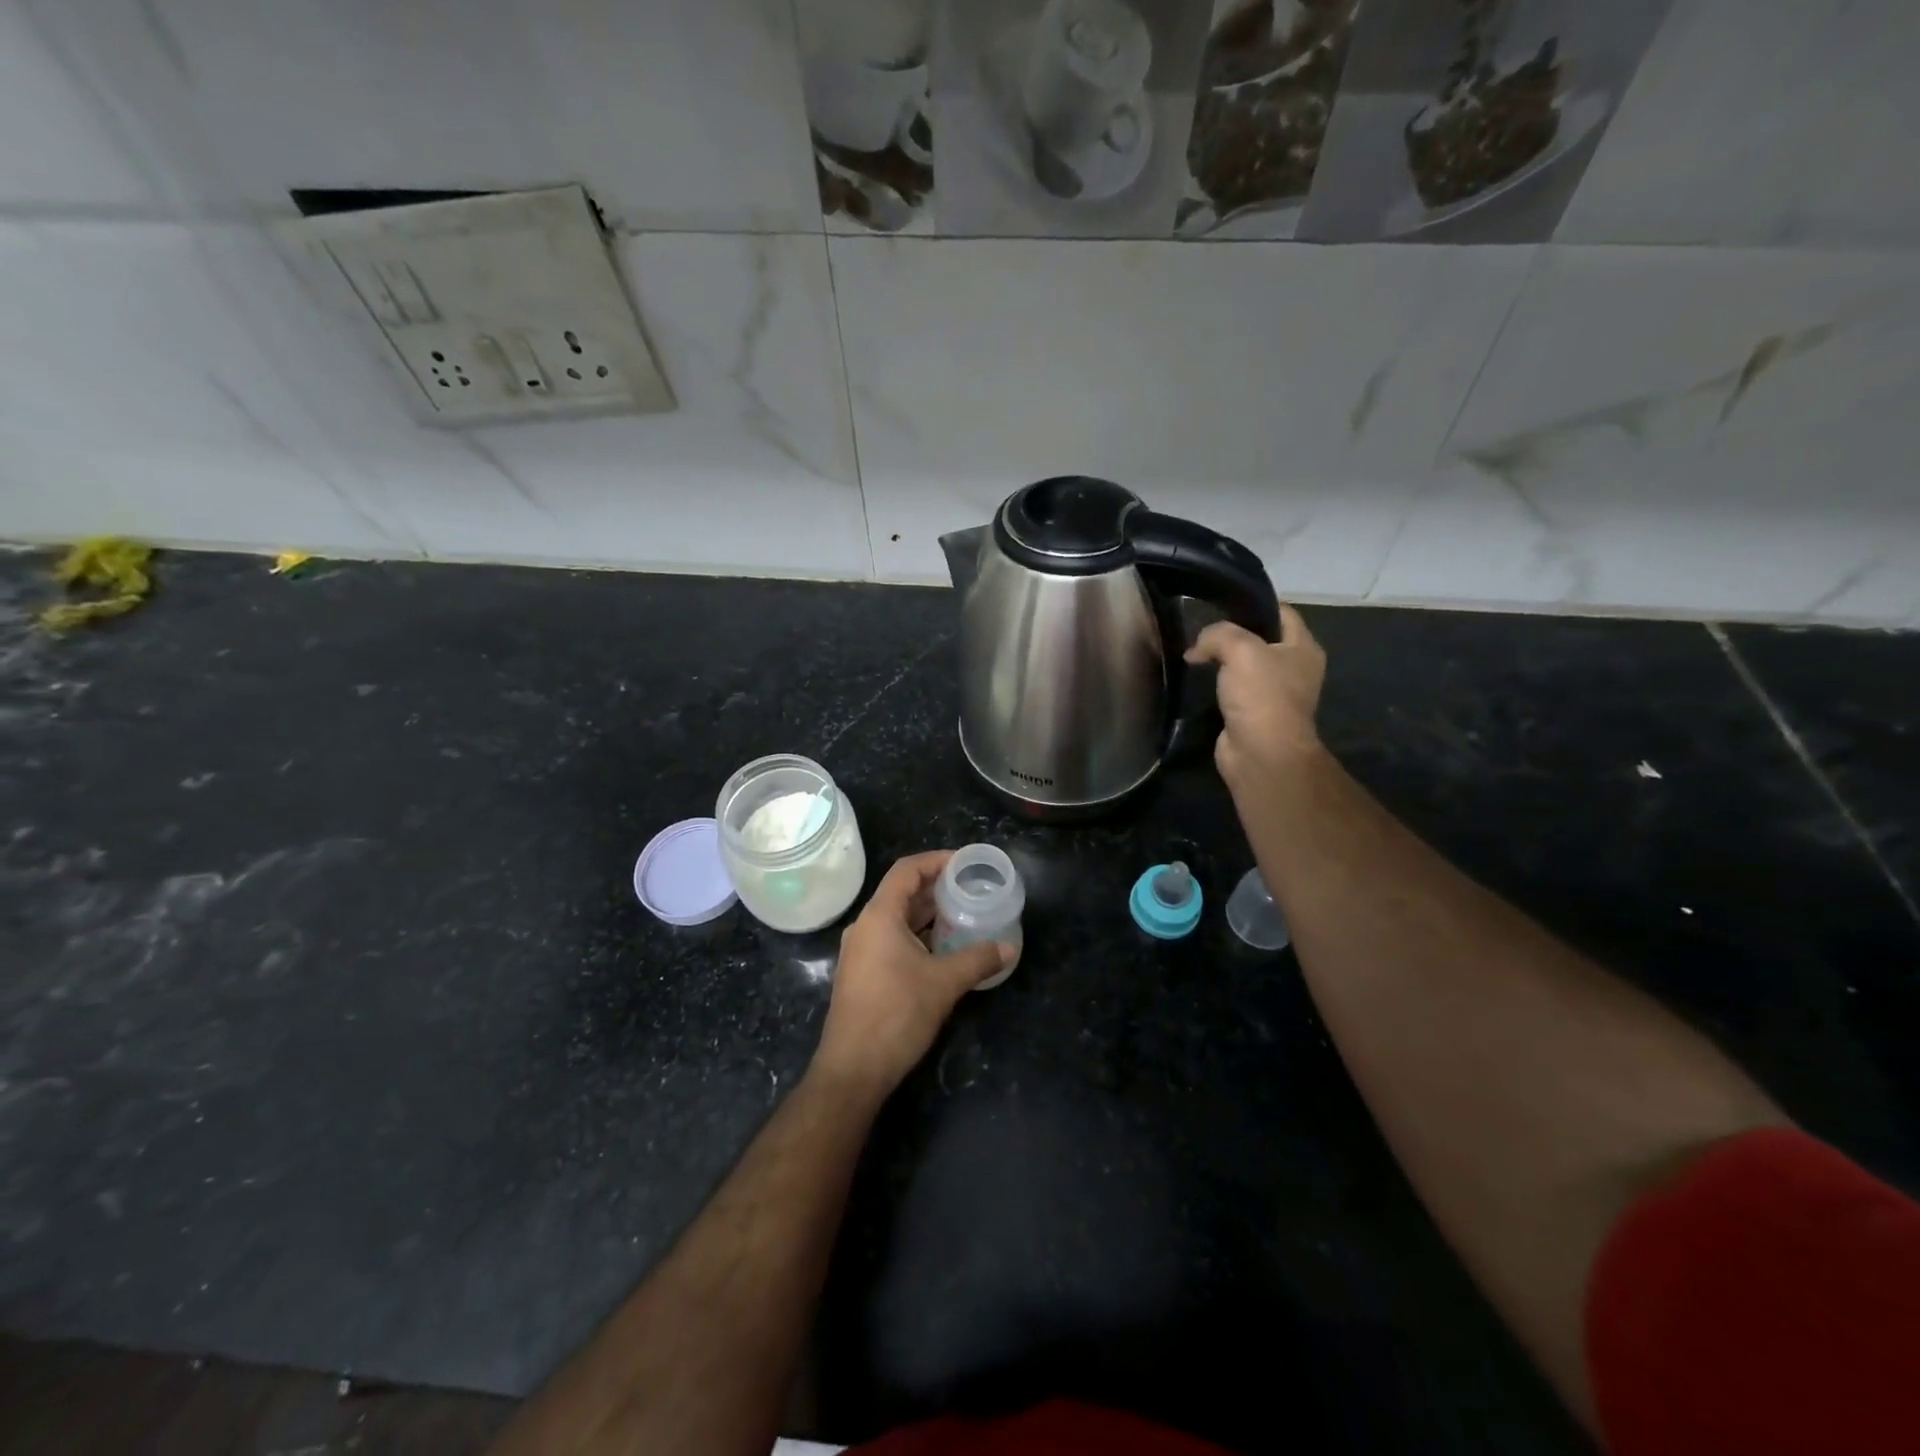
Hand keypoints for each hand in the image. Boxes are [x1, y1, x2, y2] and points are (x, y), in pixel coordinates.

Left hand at [813, 851, 1013, 1096]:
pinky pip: (891, 939)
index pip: (907, 870)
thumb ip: (978, 959)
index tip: (965, 863)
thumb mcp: (944, 984)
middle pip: (901, 893)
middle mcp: (865, 926)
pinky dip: (917, 935)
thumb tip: (1009, 948)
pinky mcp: (862, 973)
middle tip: (970, 888)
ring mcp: (860, 951)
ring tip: (962, 914)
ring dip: (927, 914)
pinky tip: (942, 948)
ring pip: (897, 919)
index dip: (936, 860)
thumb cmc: (897, 1015)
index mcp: (879, 916)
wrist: (853, 1069)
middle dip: (936, 888)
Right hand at [1185, 604, 1326, 789]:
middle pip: (1260, 638)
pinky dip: (1216, 684)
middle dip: (1232, 633)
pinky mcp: (1253, 713)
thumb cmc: (1261, 695)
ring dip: (1221, 660)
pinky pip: (1233, 689)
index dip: (1253, 604)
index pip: (1281, 612)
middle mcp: (1293, 668)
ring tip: (1195, 652)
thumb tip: (1198, 648)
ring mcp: (1273, 693)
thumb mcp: (1240, 649)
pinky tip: (1197, 679)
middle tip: (1201, 629)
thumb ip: (1218, 634)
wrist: (1260, 753)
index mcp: (1304, 648)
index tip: (1221, 603)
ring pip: (1244, 665)